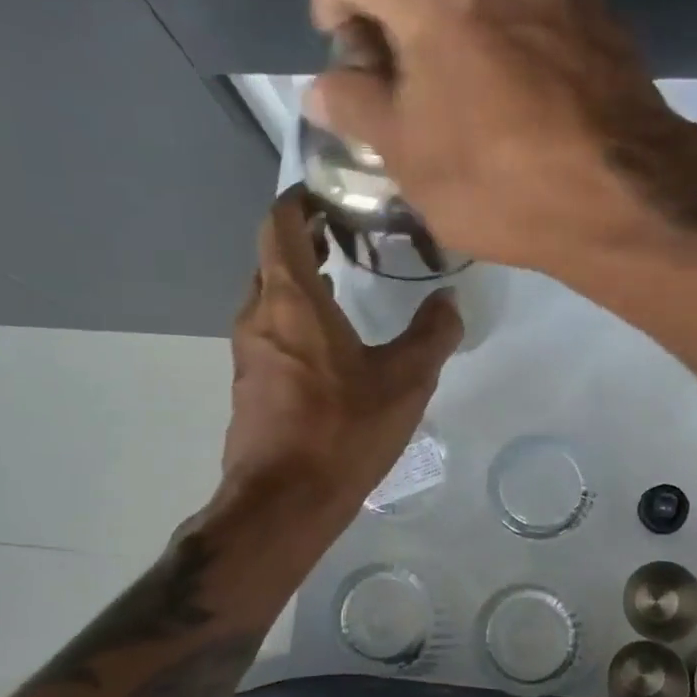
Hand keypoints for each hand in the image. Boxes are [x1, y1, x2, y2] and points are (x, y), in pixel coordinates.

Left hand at [222, 185, 460, 510]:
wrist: (284, 502)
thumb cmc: (343, 431)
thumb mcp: (405, 381)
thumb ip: (433, 334)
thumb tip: (450, 300)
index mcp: (291, 301)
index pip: (278, 224)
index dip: (298, 201)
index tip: (330, 194)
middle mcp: (259, 317)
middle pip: (270, 258)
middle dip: (302, 240)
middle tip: (344, 235)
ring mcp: (247, 354)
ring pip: (269, 299)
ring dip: (298, 283)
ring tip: (341, 282)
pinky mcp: (249, 386)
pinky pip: (270, 334)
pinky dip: (294, 320)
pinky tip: (329, 344)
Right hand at [307, 0, 696, 277]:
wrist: (623, 196)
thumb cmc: (500, 185)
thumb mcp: (410, 160)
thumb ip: (358, 109)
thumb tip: (325, 85)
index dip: (331, 0)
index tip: (340, 43)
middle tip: (402, 56)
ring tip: (459, 54)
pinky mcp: (594, 2)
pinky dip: (507, 3)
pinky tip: (514, 59)